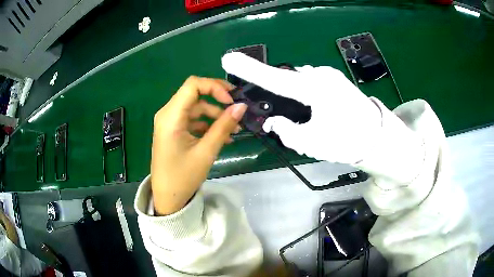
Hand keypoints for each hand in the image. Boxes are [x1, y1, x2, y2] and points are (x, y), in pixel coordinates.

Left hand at [151, 76, 246, 214]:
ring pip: (196, 108)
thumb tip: (242, 106)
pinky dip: (207, 125)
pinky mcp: (173, 131)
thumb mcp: (206, 151)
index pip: (193, 85)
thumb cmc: (183, 177)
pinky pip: (192, 120)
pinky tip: (222, 137)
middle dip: (218, 101)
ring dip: (215, 116)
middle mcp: (167, 114)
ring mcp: (170, 122)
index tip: (231, 101)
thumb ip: (224, 126)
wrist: (168, 198)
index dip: (215, 87)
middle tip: (238, 111)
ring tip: (234, 130)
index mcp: (171, 116)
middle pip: (195, 95)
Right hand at [222, 52, 382, 163]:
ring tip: (307, 117)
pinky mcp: (336, 80)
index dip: (250, 70)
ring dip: (295, 96)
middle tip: (285, 116)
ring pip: (300, 81)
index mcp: (315, 89)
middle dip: (279, 93)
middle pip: (287, 79)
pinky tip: (316, 110)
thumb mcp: (313, 143)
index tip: (228, 59)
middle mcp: (321, 76)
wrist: (378, 138)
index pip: (275, 79)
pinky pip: (312, 82)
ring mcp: (331, 75)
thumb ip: (287, 131)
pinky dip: (306, 94)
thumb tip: (275, 122)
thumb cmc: (348, 141)